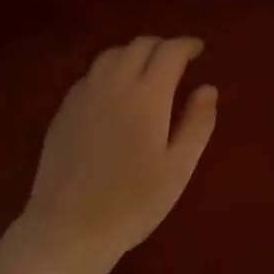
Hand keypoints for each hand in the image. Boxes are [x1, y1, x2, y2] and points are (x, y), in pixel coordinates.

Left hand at [9, 36, 217, 273]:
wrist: (69, 228)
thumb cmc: (133, 202)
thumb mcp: (178, 168)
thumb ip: (197, 123)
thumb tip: (208, 88)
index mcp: (147, 95)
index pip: (169, 52)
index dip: (186, 45)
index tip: (199, 49)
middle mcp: (113, 83)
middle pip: (139, 46)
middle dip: (162, 47)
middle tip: (177, 61)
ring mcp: (84, 95)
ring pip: (112, 55)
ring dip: (134, 54)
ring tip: (147, 71)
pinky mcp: (64, 110)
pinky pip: (91, 75)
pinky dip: (111, 71)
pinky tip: (116, 93)